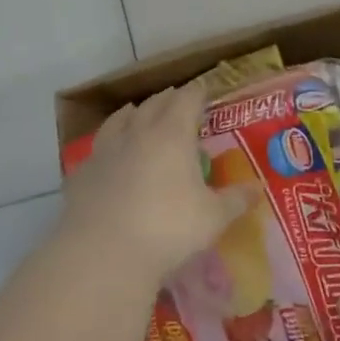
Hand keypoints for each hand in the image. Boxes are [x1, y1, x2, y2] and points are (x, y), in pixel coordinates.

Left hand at [59, 83, 253, 285]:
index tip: (203, 88)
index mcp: (172, 135)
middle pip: (154, 104)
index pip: (187, 100)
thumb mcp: (212, 218)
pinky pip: (97, 148)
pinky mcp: (82, 173)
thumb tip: (257, 189)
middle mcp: (137, 133)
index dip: (197, 92)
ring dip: (132, 113)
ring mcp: (105, 151)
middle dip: (167, 99)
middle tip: (177, 98)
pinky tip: (108, 154)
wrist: (103, 252)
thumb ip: (235, 200)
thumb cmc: (168, 228)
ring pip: (119, 120)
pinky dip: (107, 144)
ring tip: (137, 111)